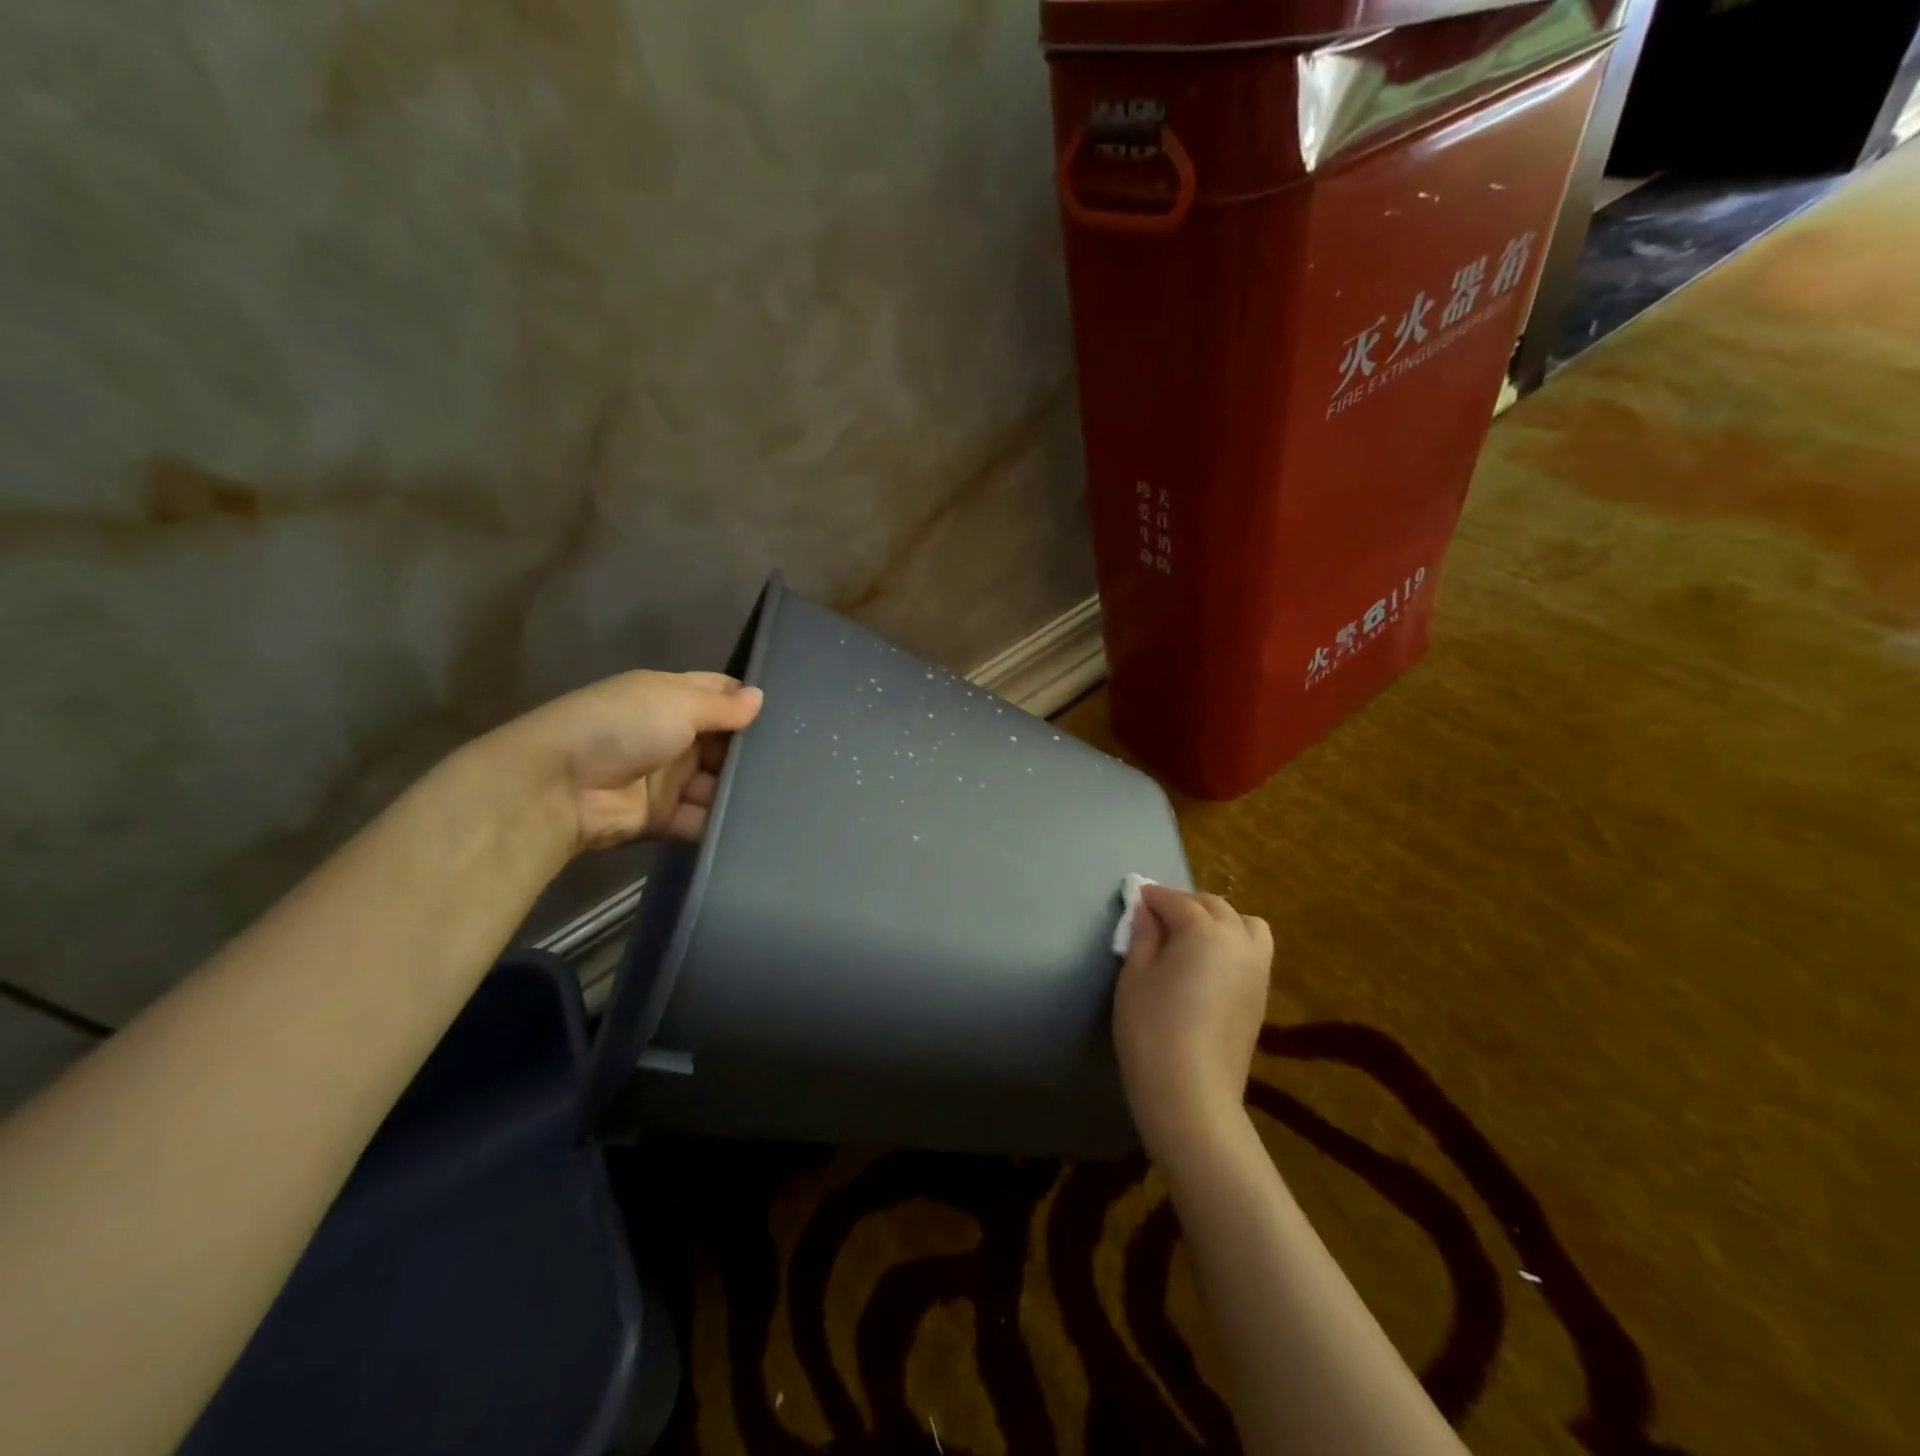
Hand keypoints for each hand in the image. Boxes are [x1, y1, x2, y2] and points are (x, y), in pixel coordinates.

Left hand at [490, 670, 764, 852]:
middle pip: (724, 742)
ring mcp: (668, 778)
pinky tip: (760, 823)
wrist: (559, 787)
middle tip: (801, 761)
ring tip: (789, 795)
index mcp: (670, 697)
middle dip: (753, 750)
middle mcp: (672, 735)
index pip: (718, 694)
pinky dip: (723, 822)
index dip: (748, 700)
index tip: (791, 712)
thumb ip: (723, 706)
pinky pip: (702, 818)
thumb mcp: (676, 703)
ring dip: (741, 789)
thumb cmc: (622, 727)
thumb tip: (761, 697)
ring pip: (717, 783)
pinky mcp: (664, 817)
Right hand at [1113, 884, 1272, 1162]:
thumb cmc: (1152, 1029)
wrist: (1192, 1094)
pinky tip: (1209, 962)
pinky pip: (1253, 950)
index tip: (1136, 900)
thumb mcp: (1135, 975)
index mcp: (1204, 931)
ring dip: (1218, 919)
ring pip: (1244, 924)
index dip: (1153, 897)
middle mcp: (1238, 941)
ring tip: (1191, 936)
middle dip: (1185, 904)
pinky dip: (1234, 941)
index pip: (1176, 902)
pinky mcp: (1262, 995)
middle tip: (1156, 916)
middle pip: (1214, 907)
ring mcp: (1257, 969)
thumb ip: (1143, 935)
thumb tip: (1146, 911)